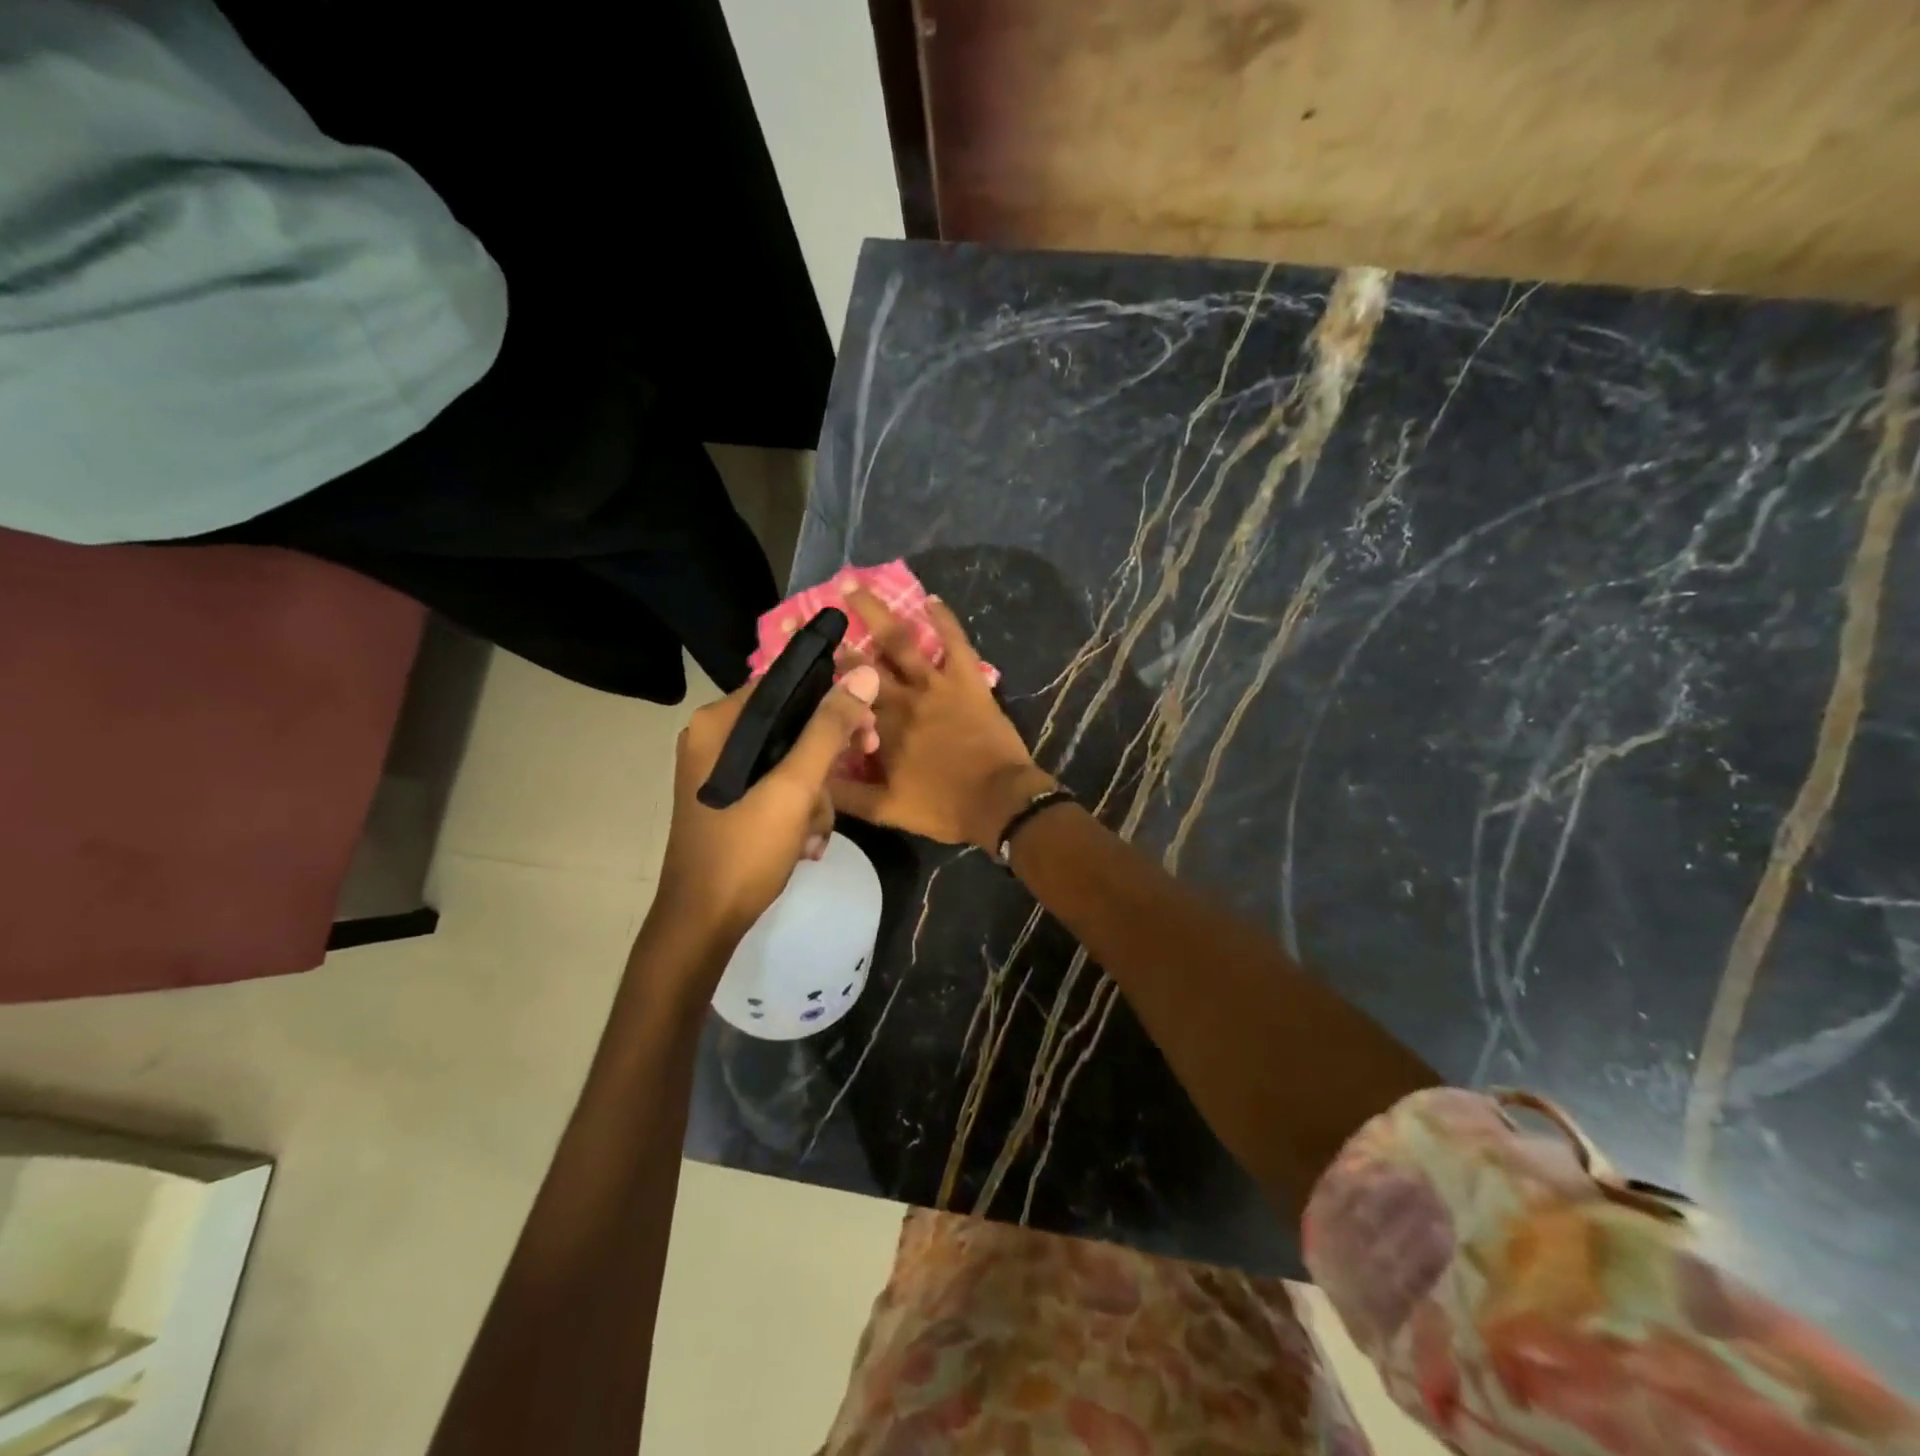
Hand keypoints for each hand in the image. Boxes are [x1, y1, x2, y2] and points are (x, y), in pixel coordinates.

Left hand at [653, 665, 881, 949]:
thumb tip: (864, 674)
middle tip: (865, 758)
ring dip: (815, 794)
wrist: (703, 923)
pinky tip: (805, 843)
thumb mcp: (793, 788)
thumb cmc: (744, 850)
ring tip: (816, 831)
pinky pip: (777, 787)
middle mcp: (715, 740)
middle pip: (790, 724)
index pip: (785, 685)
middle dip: (828, 753)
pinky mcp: (731, 801)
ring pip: (789, 760)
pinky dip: (798, 810)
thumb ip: (828, 730)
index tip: (868, 724)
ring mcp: (721, 773)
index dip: (832, 699)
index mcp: (718, 724)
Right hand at [831, 590, 1054, 850]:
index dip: (821, 677)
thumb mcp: (885, 811)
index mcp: (879, 729)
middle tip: (817, 612)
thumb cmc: (942, 807)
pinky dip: (944, 619)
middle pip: (863, 663)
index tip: (801, 657)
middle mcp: (901, 699)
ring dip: (875, 611)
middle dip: (837, 638)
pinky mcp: (967, 680)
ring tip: (852, 585)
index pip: (842, 697)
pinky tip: (931, 598)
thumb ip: (846, 795)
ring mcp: (935, 685)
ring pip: (900, 641)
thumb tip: (813, 778)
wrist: (998, 801)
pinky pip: (955, 642)